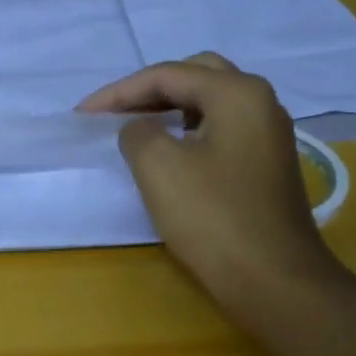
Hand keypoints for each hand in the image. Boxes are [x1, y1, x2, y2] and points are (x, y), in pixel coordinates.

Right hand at [79, 53, 345, 325]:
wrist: (274, 280)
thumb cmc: (214, 218)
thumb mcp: (159, 167)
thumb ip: (137, 132)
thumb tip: (139, 129)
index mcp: (238, 93)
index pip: (168, 75)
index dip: (119, 92)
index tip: (82, 115)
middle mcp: (261, 103)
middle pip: (195, 77)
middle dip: (148, 90)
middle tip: (112, 112)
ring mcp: (269, 135)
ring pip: (210, 104)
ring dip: (170, 109)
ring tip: (133, 128)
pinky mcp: (267, 165)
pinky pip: (220, 130)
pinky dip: (188, 131)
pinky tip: (169, 152)